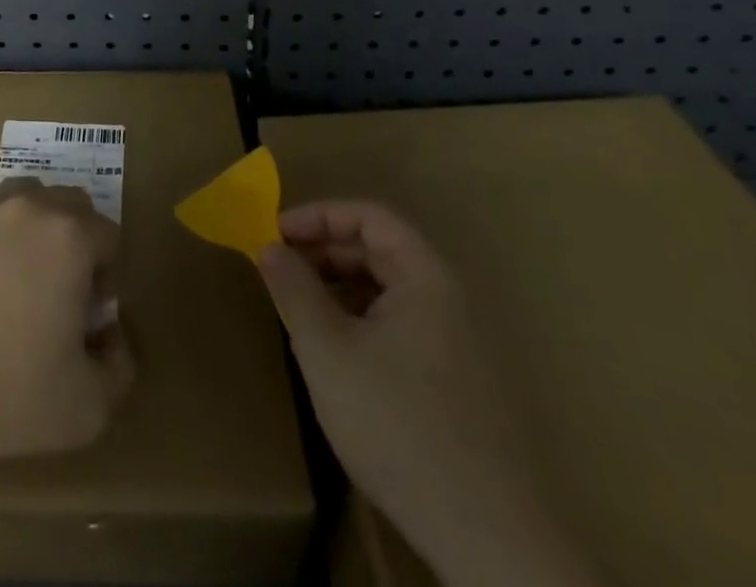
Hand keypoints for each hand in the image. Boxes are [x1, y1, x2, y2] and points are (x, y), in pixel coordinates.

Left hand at [0, 178, 135, 484]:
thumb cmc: (7, 397)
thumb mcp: (90, 406)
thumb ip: (120, 366)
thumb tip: (110, 335)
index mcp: (67, 235)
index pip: (109, 234)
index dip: (108, 277)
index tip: (89, 318)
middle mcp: (25, 209)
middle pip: (69, 204)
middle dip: (78, 242)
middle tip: (63, 296)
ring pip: (24, 202)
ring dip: (36, 231)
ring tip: (23, 285)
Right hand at [259, 200, 601, 586]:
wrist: (487, 539)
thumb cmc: (399, 424)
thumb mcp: (327, 350)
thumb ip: (294, 290)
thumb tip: (268, 246)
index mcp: (425, 278)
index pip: (370, 217)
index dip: (319, 215)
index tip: (275, 233)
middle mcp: (445, 300)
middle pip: (378, 250)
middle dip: (323, 250)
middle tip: (278, 268)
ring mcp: (454, 343)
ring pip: (386, 290)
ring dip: (338, 286)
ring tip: (299, 307)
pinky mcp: (453, 384)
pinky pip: (398, 326)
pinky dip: (359, 320)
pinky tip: (334, 351)